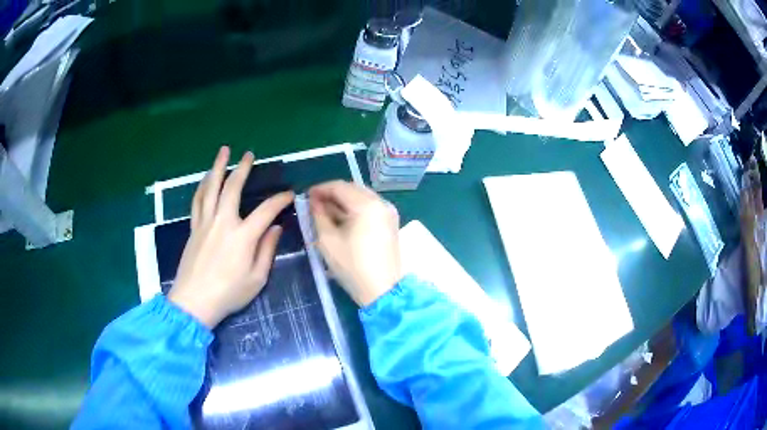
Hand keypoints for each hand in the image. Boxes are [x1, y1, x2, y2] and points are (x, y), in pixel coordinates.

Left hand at [168, 147, 293, 327]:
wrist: (193, 301)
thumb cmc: (228, 294)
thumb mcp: (256, 279)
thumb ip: (267, 251)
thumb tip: (275, 229)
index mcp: (242, 236)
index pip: (266, 211)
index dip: (279, 200)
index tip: (289, 194)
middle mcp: (223, 222)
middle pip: (232, 188)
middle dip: (242, 169)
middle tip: (248, 154)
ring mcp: (205, 223)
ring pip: (211, 188)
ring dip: (217, 168)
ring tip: (223, 152)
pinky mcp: (193, 228)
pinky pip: (198, 201)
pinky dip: (203, 186)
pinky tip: (205, 179)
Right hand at [309, 181, 401, 306]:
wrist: (382, 290)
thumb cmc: (352, 267)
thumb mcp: (328, 240)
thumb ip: (318, 216)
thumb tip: (313, 202)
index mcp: (367, 205)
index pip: (340, 187)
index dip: (320, 189)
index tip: (306, 196)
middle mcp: (381, 203)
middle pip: (352, 189)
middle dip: (332, 194)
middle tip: (314, 204)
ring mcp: (389, 212)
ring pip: (361, 197)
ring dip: (343, 201)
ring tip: (325, 212)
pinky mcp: (390, 222)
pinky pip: (369, 207)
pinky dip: (354, 209)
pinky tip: (341, 219)